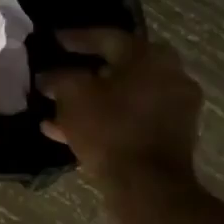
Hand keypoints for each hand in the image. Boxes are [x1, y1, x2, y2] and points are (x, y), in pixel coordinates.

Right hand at [39, 29, 202, 185]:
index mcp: (149, 55)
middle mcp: (170, 74)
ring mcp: (176, 106)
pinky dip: (106, 119)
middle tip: (60, 72)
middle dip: (85, 72)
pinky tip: (70, 131)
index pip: (107, 37)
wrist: (147, 186)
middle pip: (118, 67)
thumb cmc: (110, 129)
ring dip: (93, 100)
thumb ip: (59, 78)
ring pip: (124, 96)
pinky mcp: (173, 135)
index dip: (76, 39)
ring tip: (57, 108)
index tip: (54, 40)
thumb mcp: (73, 96)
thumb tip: (47, 75)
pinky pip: (132, 118)